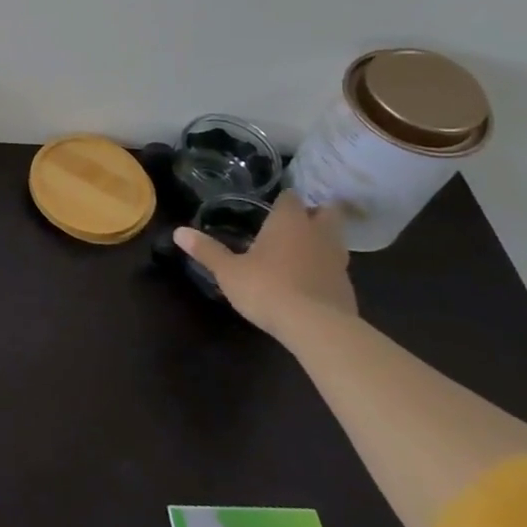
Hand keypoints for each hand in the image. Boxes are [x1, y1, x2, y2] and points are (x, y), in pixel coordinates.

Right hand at [174, 191, 355, 342]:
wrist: (317, 328)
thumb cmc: (267, 288)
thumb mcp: (229, 271)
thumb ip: (207, 250)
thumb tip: (179, 231)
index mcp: (290, 222)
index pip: (292, 198)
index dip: (284, 200)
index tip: (273, 206)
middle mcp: (318, 234)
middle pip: (327, 212)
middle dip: (315, 214)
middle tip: (296, 222)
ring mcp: (338, 261)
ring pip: (335, 241)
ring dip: (323, 242)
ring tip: (301, 252)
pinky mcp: (347, 288)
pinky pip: (337, 269)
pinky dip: (326, 270)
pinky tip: (309, 283)